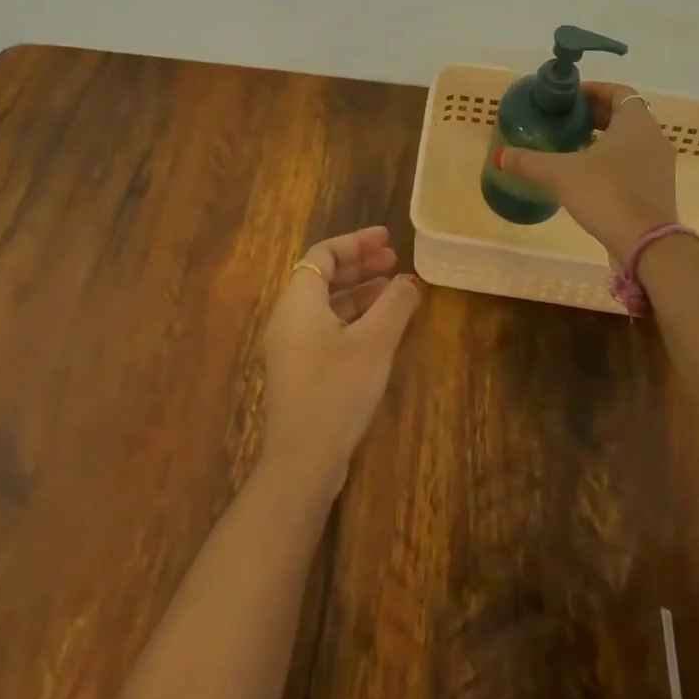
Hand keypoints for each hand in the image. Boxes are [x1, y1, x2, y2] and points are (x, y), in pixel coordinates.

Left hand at [261, 225, 422, 493]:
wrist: (303, 459)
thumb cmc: (338, 390)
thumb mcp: (374, 342)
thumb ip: (395, 304)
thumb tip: (410, 281)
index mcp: (298, 302)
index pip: (323, 254)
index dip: (356, 242)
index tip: (388, 238)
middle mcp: (288, 318)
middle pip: (322, 277)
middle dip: (360, 266)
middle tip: (395, 261)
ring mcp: (291, 347)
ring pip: (325, 305)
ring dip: (359, 293)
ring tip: (394, 290)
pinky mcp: (299, 371)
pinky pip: (325, 328)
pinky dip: (352, 318)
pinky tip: (379, 329)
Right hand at [499, 82, 678, 258]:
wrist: (646, 245)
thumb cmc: (607, 194)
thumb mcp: (561, 174)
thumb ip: (530, 162)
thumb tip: (501, 155)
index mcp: (637, 122)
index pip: (618, 92)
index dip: (592, 91)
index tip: (569, 98)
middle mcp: (654, 138)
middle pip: (624, 115)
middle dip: (595, 115)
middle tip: (565, 121)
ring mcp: (660, 165)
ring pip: (630, 141)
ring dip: (604, 139)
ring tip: (572, 147)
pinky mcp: (658, 189)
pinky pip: (634, 163)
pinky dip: (613, 161)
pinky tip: (588, 177)